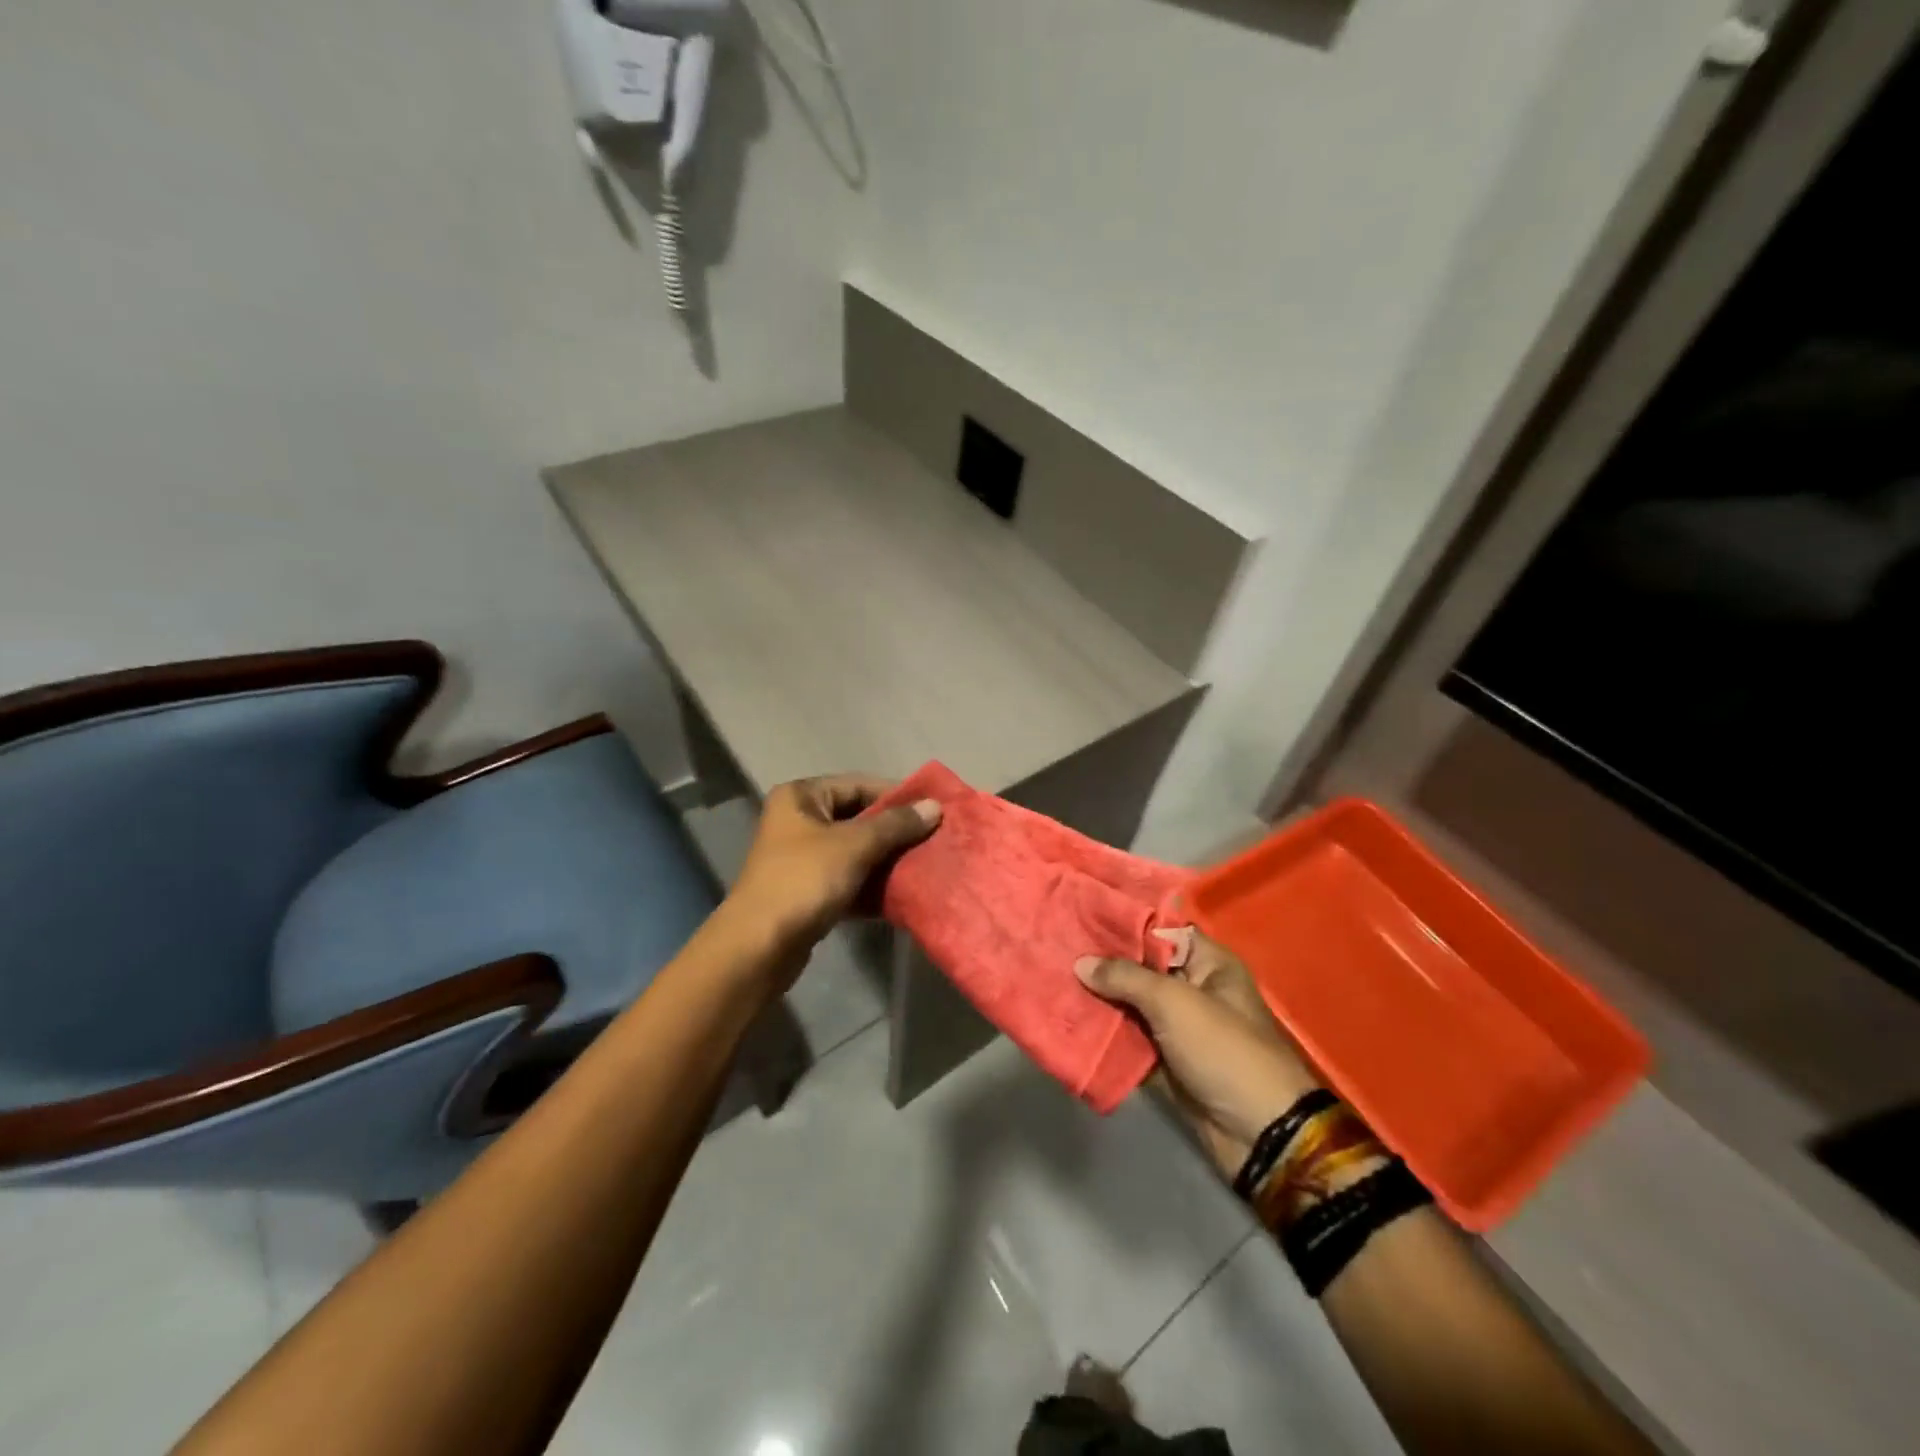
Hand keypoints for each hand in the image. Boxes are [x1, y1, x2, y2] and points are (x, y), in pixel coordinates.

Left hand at [724, 773, 941, 959]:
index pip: (859, 785)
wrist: (759, 948)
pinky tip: (902, 893)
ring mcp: (802, 858)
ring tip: (926, 864)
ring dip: (887, 859)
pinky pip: (849, 878)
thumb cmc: (804, 881)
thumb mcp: (854, 845)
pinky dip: (872, 884)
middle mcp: (798, 820)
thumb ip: (896, 824)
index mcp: (801, 797)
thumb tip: (935, 806)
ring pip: (855, 850)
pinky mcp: (808, 892)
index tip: (934, 809)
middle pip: (858, 818)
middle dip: (895, 830)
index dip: (897, 796)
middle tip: (935, 839)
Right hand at [1076, 931, 1321, 1178]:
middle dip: (1102, 962)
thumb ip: (1125, 977)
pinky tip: (1067, 1020)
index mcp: (1208, 963)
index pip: (1160, 930)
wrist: (1258, 1133)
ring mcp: (1177, 1027)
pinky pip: (1128, 1039)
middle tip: (1056, 946)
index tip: (1081, 914)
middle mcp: (1192, 988)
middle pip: (1140, 967)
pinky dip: (1103, 1034)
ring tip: (1053, 979)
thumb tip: (1080, 963)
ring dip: (1098, 999)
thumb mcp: (1174, 1002)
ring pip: (1130, 1004)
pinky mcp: (1164, 1060)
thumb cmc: (1223, 1049)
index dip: (1123, 922)